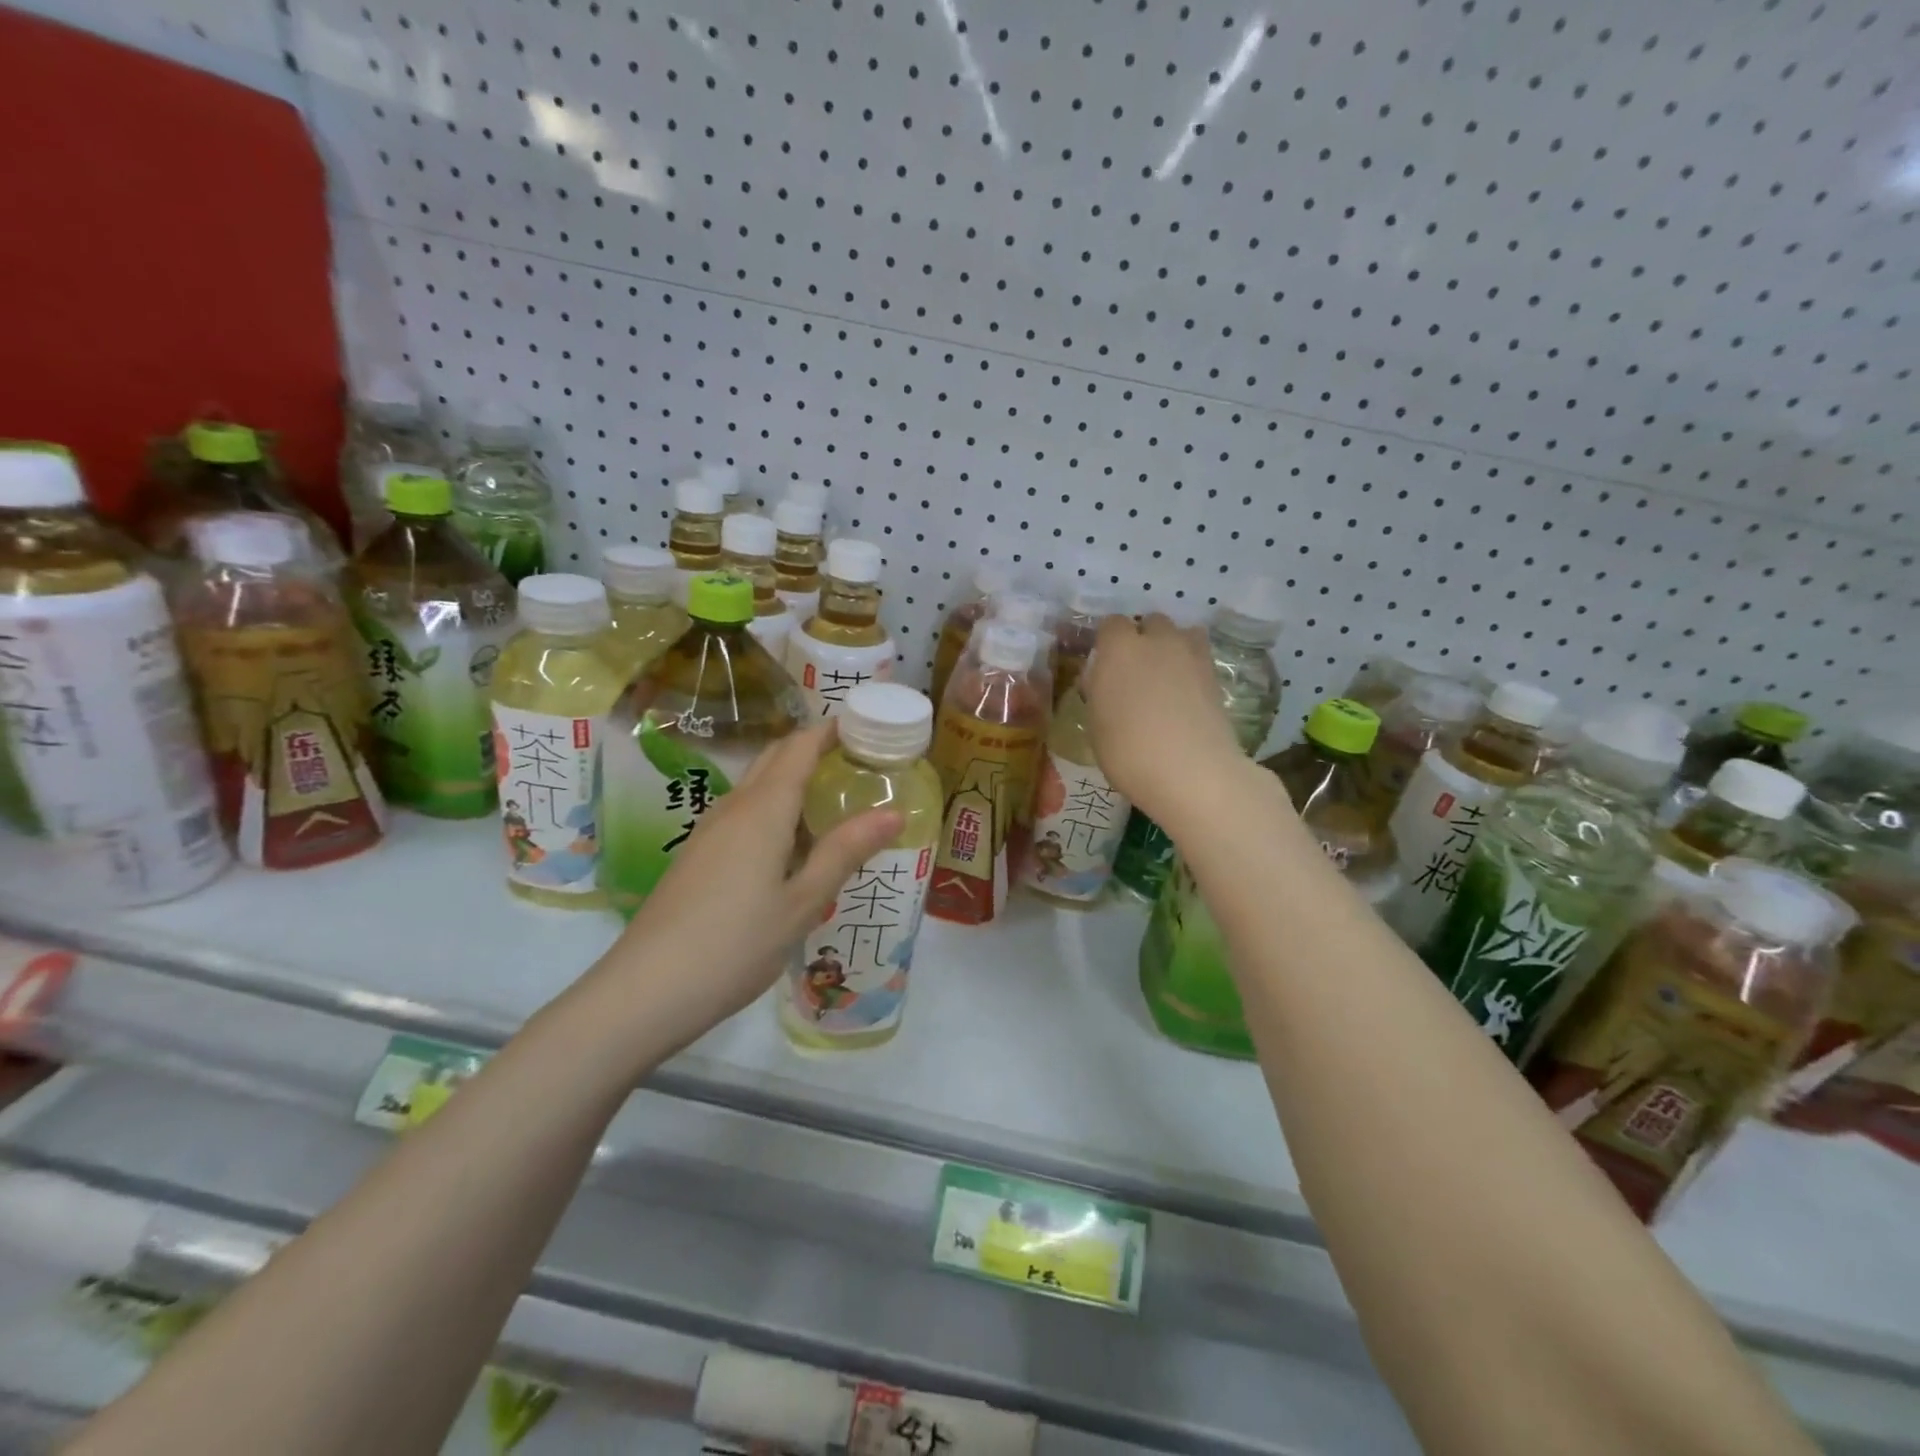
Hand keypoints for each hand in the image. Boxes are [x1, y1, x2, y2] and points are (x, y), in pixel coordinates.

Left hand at [598, 721, 901, 1042]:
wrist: (645, 991)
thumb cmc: (735, 944)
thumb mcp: (802, 902)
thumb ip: (845, 852)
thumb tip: (894, 812)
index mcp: (763, 809)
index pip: (800, 747)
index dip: (831, 730)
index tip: (867, 728)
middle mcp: (733, 807)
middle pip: (775, 758)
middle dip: (814, 749)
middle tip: (859, 763)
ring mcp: (709, 831)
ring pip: (757, 787)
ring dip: (793, 780)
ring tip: (834, 802)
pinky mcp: (697, 856)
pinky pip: (743, 815)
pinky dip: (774, 810)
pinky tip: (793, 846)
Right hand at [1082, 614, 1248, 829]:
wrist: (1192, 772)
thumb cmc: (1128, 751)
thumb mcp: (1096, 725)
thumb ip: (1100, 693)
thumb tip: (1103, 682)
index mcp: (1119, 649)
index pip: (1111, 624)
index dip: (1107, 642)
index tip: (1103, 664)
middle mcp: (1157, 641)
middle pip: (1151, 622)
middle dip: (1143, 638)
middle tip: (1135, 671)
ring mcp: (1192, 656)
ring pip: (1182, 634)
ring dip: (1172, 647)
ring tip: (1166, 677)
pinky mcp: (1217, 677)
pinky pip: (1200, 658)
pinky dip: (1192, 668)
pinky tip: (1185, 695)